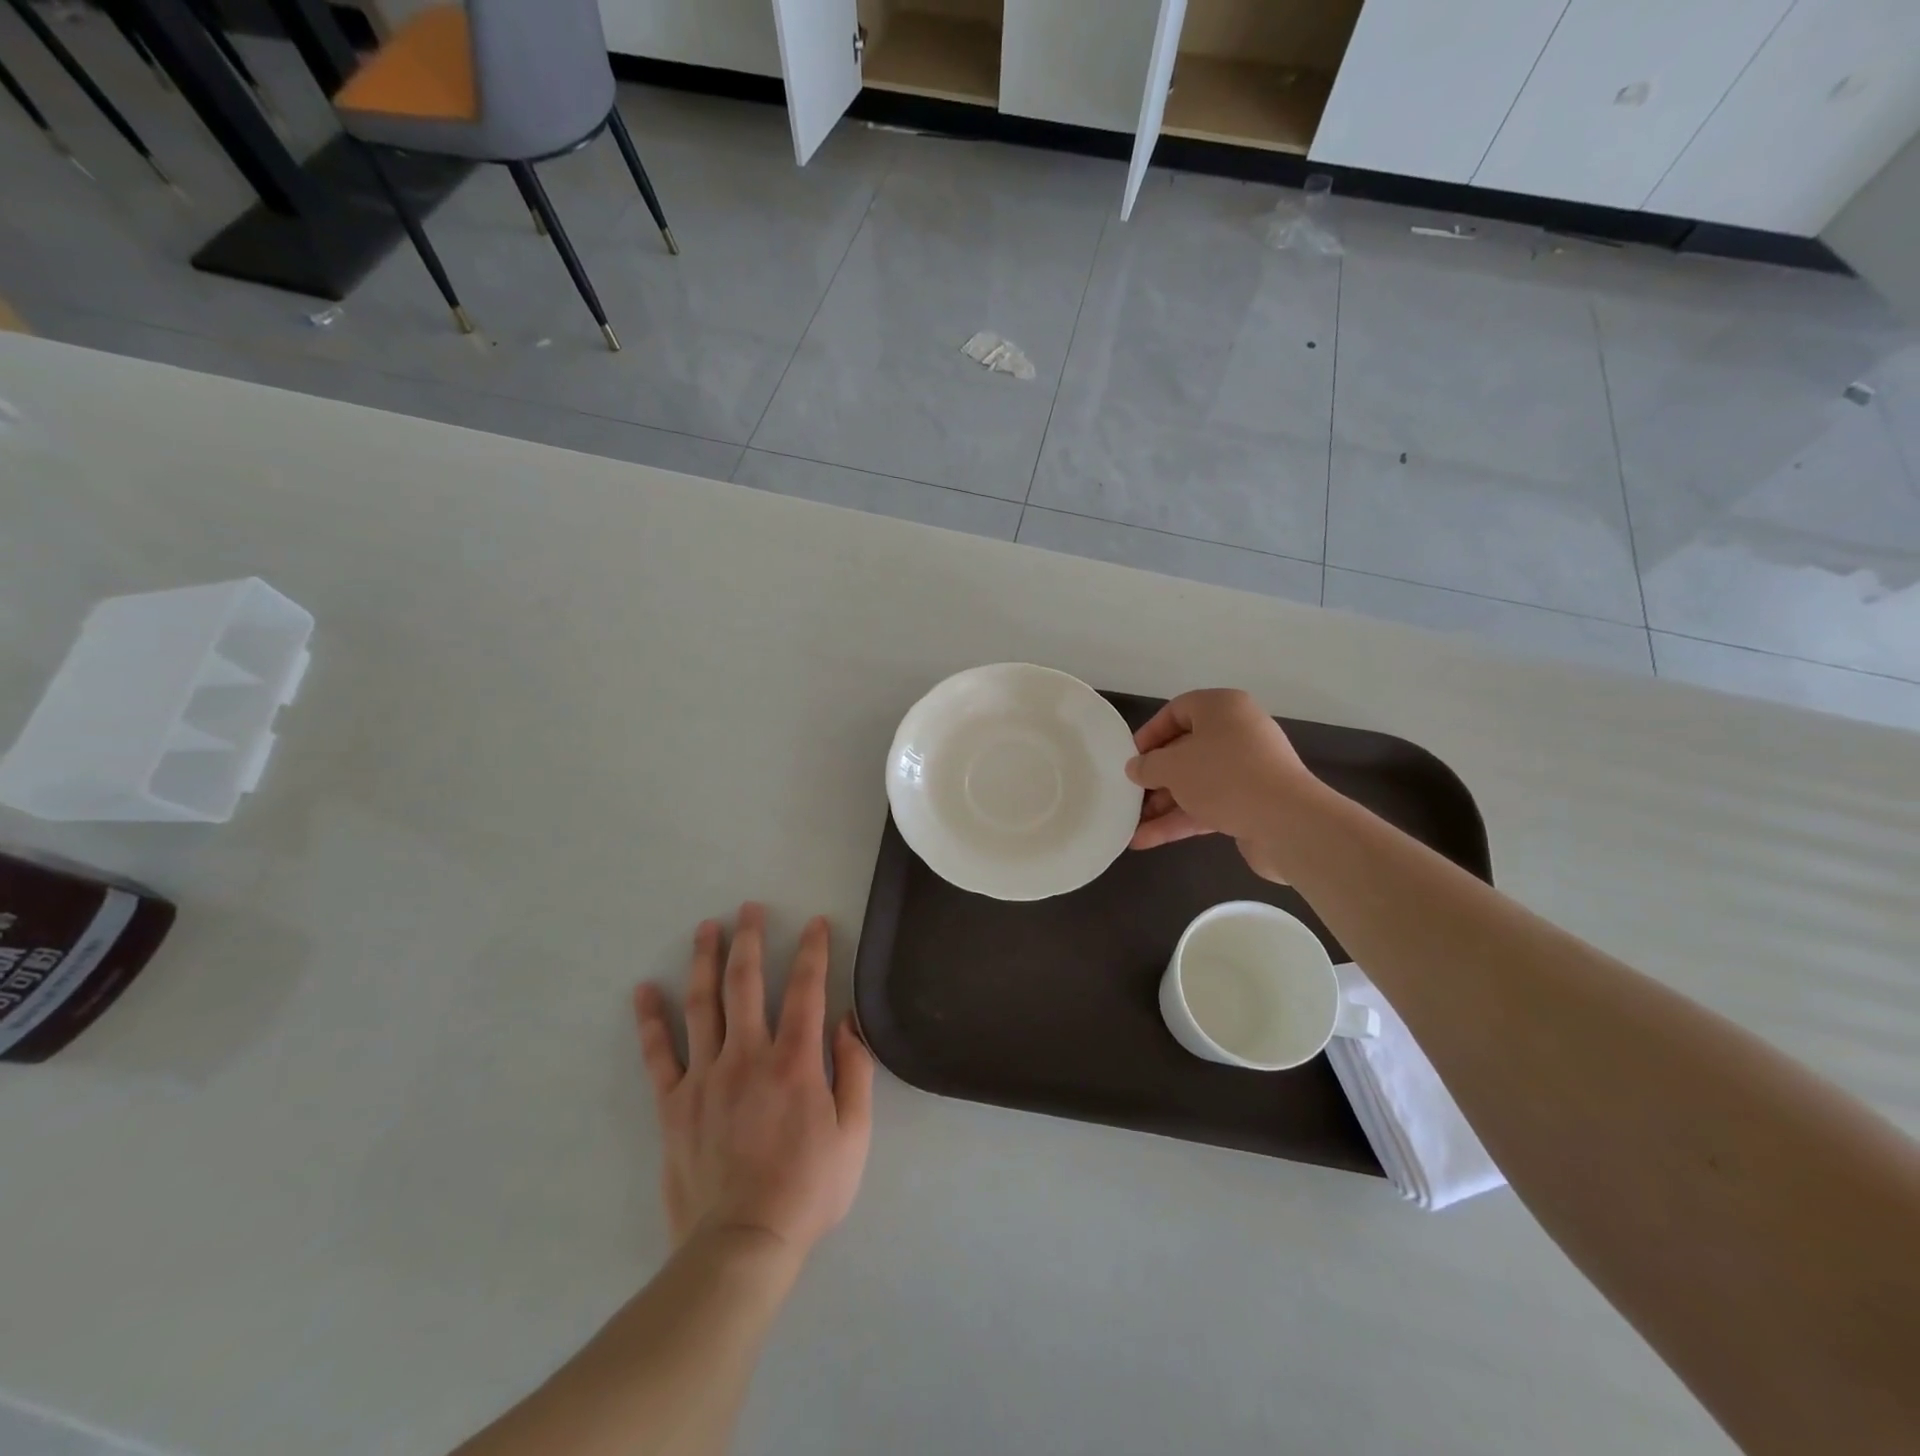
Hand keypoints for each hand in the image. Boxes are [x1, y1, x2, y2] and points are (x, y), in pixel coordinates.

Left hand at [634, 904, 873, 1261]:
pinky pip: (658, 1055)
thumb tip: (848, 1022)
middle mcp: (747, 1056)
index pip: (805, 989)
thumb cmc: (807, 1190)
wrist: (741, 1245)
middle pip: (746, 983)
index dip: (812, 951)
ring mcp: (705, 1078)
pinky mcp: (674, 1105)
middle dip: (750, 939)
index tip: (814, 922)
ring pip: (702, 1005)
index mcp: (795, 1062)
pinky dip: (651, 1020)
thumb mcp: (854, 1135)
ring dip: (704, 961)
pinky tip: (645, 991)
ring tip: (706, 928)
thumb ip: (855, 1072)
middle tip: (749, 908)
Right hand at [1125, 689, 1315, 880]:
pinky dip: (1180, 820)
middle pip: (1186, 750)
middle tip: (1129, 793)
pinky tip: (1147, 840)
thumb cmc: (1223, 776)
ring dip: (1163, 804)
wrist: (1286, 822)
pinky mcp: (1252, 803)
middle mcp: (1238, 733)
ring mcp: (1248, 770)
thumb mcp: (1172, 766)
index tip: (1130, 758)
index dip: (1150, 733)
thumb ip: (1147, 765)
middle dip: (1155, 776)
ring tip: (1131, 824)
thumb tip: (1136, 768)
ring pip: (1196, 782)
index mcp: (1222, 708)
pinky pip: (1209, 806)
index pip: (1177, 710)